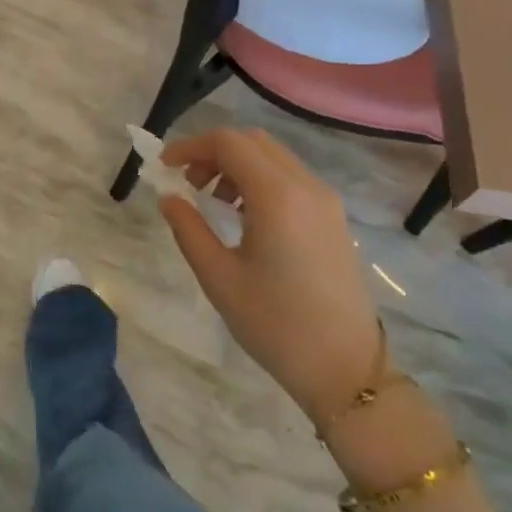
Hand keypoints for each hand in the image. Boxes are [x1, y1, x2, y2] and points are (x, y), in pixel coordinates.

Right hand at [159, 129, 382, 428]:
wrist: (346, 368)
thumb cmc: (275, 324)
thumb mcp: (219, 277)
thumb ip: (188, 228)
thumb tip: (169, 196)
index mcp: (278, 196)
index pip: (228, 143)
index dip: (191, 147)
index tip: (165, 168)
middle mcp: (306, 186)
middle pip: (252, 142)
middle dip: (214, 152)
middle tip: (189, 184)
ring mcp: (325, 201)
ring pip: (273, 157)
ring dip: (237, 165)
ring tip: (214, 202)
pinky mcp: (333, 218)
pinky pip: (290, 178)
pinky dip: (260, 180)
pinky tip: (245, 216)